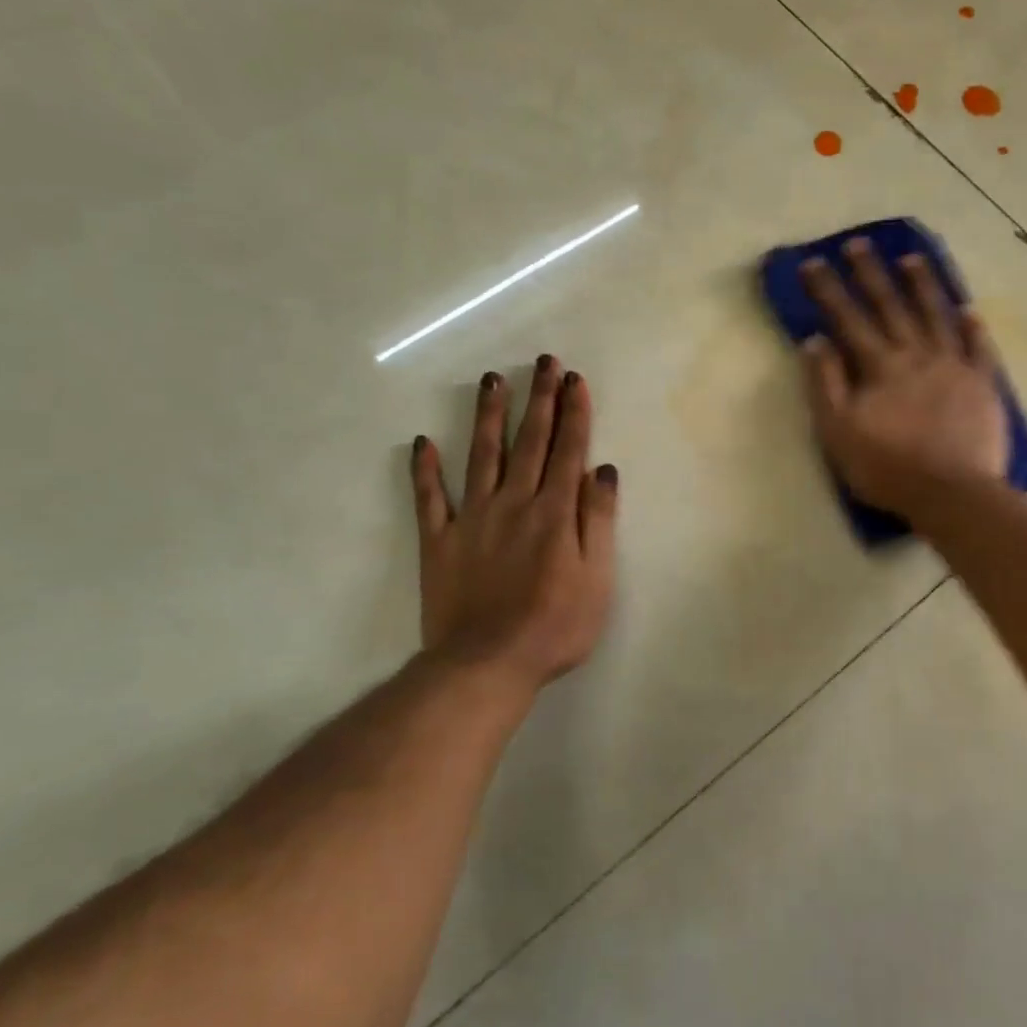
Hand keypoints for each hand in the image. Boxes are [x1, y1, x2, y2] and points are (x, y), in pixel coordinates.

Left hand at [410, 355, 618, 694]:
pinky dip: (425, 470)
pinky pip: (430, 499)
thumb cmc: (555, 626)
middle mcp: (514, 503)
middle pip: (529, 442)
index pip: (568, 450)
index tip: (574, 379)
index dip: (573, 412)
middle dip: (539, 399)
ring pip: (482, 456)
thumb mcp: (597, 578)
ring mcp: (473, 519)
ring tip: (492, 380)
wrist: (486, 664)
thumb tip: (603, 471)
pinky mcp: (439, 541)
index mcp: (555, 512)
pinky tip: (423, 442)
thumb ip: (599, 521)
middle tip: (542, 362)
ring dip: (488, 416)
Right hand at [800, 239, 1008, 517]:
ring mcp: (954, 366)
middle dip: (871, 273)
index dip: (828, 290)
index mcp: (879, 366)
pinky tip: (968, 309)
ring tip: (913, 259)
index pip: (848, 318)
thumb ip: (825, 384)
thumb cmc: (887, 468)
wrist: (952, 494)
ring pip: (936, 315)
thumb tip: (814, 341)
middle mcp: (916, 355)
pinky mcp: (983, 384)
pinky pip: (979, 347)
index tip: (813, 262)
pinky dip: (973, 327)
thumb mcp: (838, 432)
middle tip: (858, 243)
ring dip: (923, 286)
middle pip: (891, 306)